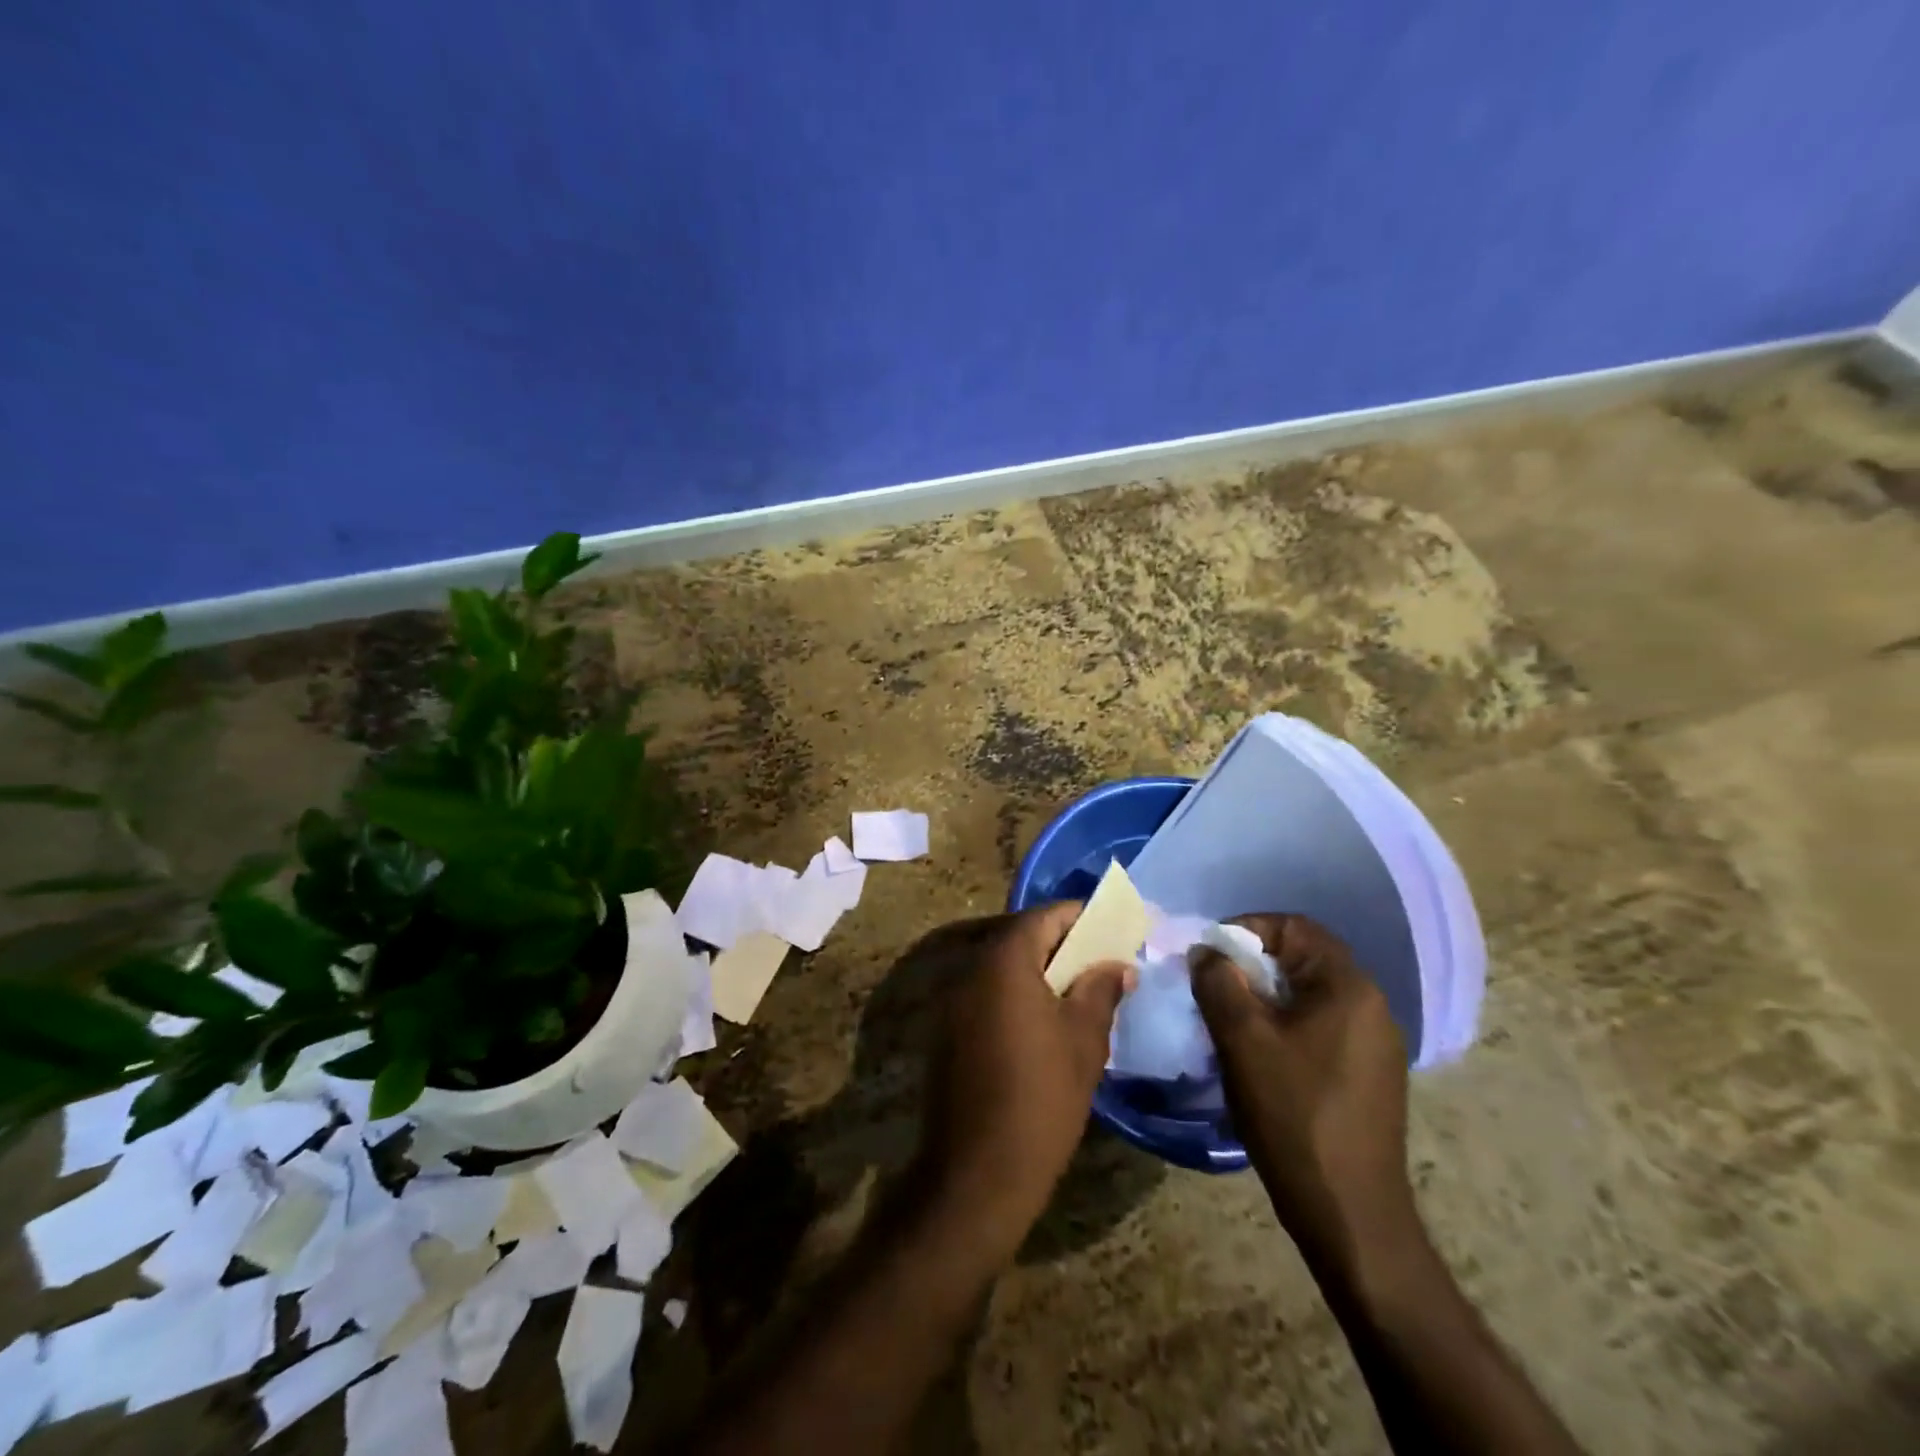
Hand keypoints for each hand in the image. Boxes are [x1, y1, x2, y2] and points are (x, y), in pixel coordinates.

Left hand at [907, 903, 1130, 1256]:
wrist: (977, 1172)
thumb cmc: (1041, 1098)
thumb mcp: (1083, 1040)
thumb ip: (1101, 989)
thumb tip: (1118, 964)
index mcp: (1004, 962)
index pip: (1044, 917)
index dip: (1080, 917)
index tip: (1113, 927)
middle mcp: (970, 970)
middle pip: (1020, 938)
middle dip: (1062, 943)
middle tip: (1102, 959)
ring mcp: (952, 1000)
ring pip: (1003, 967)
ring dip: (1039, 970)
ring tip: (1080, 990)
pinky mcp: (947, 1030)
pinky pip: (987, 994)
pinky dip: (1017, 995)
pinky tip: (1045, 1021)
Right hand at [1190, 915, 1414, 1272]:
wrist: (1350, 1213)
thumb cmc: (1294, 1114)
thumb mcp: (1242, 1040)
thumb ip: (1218, 982)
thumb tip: (1207, 953)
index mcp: (1348, 986)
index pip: (1293, 926)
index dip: (1245, 929)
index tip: (1208, 956)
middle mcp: (1370, 1004)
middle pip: (1300, 959)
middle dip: (1249, 967)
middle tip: (1211, 990)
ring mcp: (1374, 1042)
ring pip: (1306, 995)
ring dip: (1263, 999)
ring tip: (1227, 1025)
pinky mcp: (1368, 1073)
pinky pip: (1319, 1027)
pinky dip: (1283, 1026)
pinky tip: (1258, 1057)